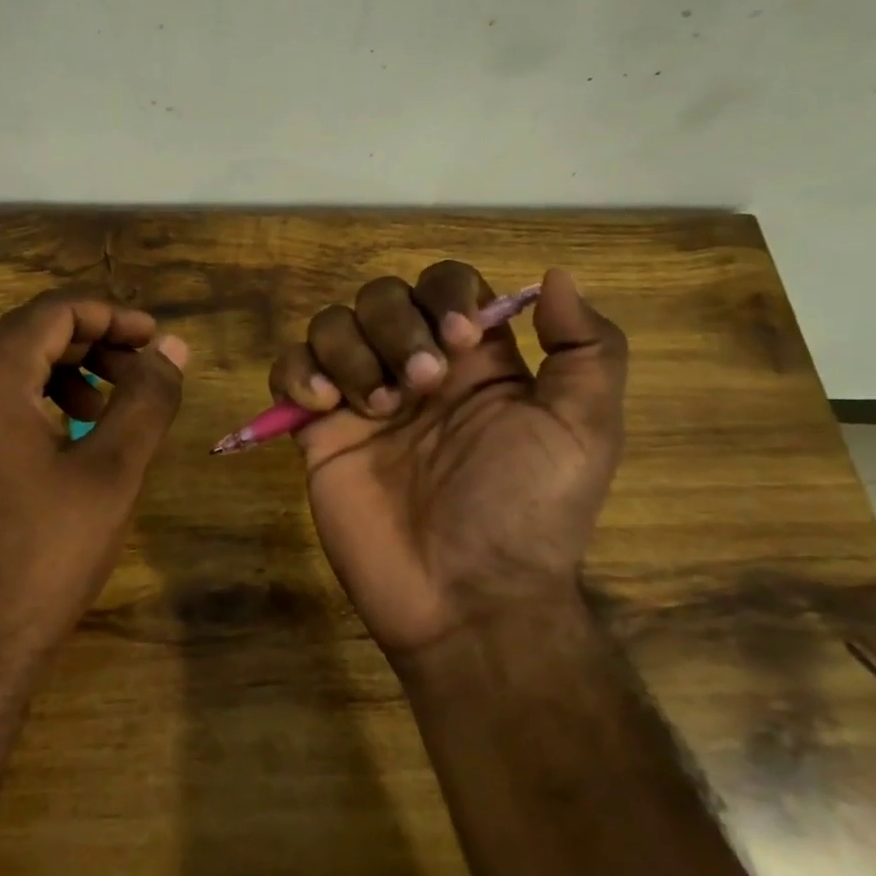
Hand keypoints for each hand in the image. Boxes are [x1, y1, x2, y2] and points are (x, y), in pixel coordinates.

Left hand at [0, 291, 187, 668]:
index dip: (112, 315)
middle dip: (92, 342)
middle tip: (142, 371)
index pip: (54, 312)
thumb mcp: (111, 471)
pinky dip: (37, 401)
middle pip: (29, 334)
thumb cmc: (41, 555)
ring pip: (9, 368)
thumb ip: (146, 399)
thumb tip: (174, 346)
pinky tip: (69, 439)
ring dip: (66, 372)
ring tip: (108, 407)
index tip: (156, 339)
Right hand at [269, 265, 626, 655]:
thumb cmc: (527, 513)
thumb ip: (586, 348)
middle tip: (417, 388)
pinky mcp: (318, 430)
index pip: (446, 285)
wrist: (465, 599)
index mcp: (476, 360)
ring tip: (374, 408)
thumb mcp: (584, 432)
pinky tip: (322, 407)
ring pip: (332, 324)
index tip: (459, 340)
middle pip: (383, 296)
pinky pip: (289, 369)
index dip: (445, 295)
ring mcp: (361, 396)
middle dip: (396, 327)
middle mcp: (415, 367)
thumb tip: (556, 276)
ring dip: (350, 351)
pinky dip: (297, 372)